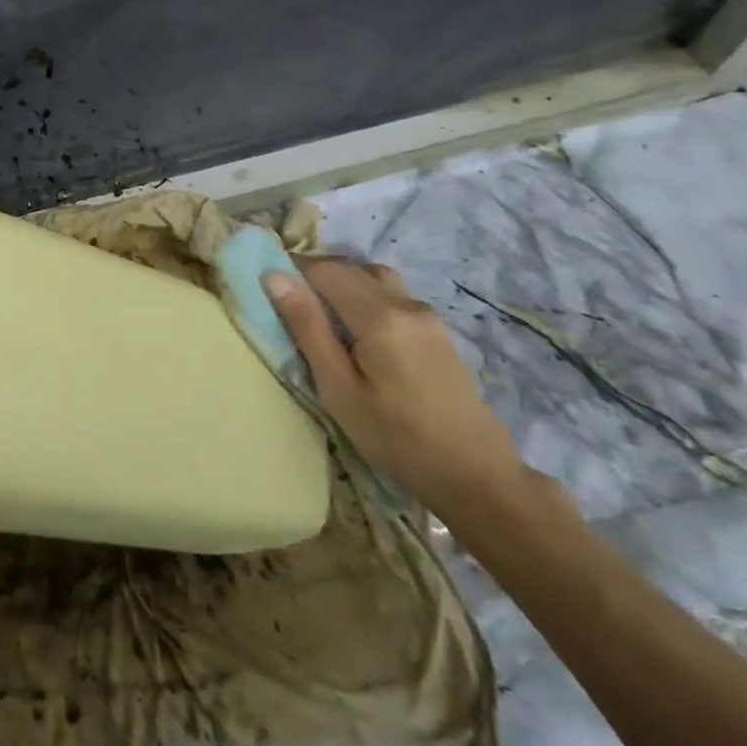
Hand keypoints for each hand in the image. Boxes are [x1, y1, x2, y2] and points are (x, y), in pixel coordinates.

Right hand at [263, 258, 523, 519]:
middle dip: (315, 274)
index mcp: (379, 316)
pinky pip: (392, 296)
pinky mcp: (437, 333)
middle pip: (351, 267)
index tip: (267, 286)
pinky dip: (365, 297)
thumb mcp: (339, 389)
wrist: (479, 478)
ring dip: (343, 283)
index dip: (292, 268)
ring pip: (375, 278)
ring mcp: (427, 317)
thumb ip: (307, 328)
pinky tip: (357, 333)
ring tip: (322, 316)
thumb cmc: (397, 439)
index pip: (325, 269)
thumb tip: (274, 277)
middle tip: (289, 303)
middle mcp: (406, 304)